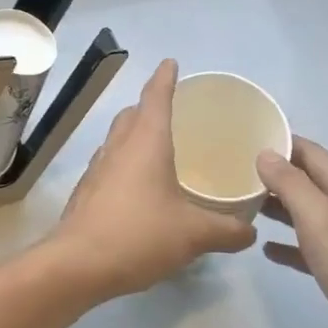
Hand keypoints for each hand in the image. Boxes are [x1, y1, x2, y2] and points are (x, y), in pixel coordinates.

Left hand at [51, 59, 256, 301]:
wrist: (77, 265)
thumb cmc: (139, 235)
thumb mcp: (193, 234)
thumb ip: (226, 231)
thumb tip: (250, 230)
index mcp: (146, 142)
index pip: (156, 97)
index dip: (165, 78)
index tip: (170, 62)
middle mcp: (119, 147)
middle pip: (132, 114)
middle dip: (149, 106)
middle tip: (171, 111)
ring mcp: (97, 169)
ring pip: (117, 139)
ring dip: (134, 135)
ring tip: (156, 148)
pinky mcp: (86, 192)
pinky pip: (109, 165)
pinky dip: (124, 163)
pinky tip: (137, 188)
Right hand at [256, 138, 327, 327]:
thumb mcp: (319, 217)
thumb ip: (290, 183)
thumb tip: (265, 153)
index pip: (309, 151)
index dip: (278, 142)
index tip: (241, 140)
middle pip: (306, 181)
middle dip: (272, 175)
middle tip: (232, 175)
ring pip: (306, 214)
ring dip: (277, 208)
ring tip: (241, 206)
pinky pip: (309, 248)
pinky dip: (288, 245)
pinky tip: (265, 249)